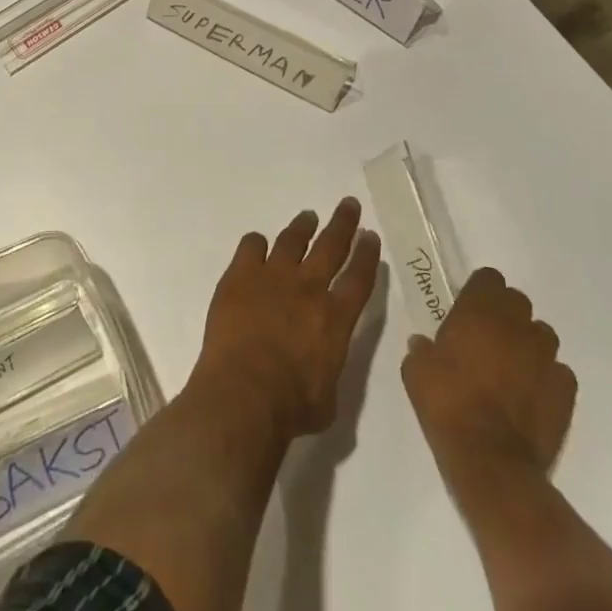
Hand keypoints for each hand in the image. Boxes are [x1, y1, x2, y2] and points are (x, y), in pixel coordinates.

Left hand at [190, 197, 381, 439]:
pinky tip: (257, 245)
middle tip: (349, 204)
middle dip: (343, 223)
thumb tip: (322, 360)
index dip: (367, 255)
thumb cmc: (291, 406)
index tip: (370, 236)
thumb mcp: (329, 397)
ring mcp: (273, 275)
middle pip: (331, 246)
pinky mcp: (241, 274)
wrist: (244, 392)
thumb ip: (329, 367)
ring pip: (292, 239)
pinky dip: (257, 244)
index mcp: (336, 318)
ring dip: (303, 227)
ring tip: (308, 217)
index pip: (359, 278)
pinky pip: (251, 246)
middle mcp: (308, 287)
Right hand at [402, 267, 577, 482]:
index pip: (489, 278)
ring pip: (542, 334)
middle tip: (488, 336)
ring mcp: (545, 357)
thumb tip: (425, 345)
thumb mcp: (416, 370)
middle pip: (518, 301)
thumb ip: (423, 349)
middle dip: (505, 313)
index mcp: (478, 311)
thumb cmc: (447, 404)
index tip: (469, 307)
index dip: (480, 290)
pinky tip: (531, 393)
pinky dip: (546, 376)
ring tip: (513, 365)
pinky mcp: (565, 390)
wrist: (490, 459)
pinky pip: (558, 371)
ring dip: (528, 342)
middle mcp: (516, 325)